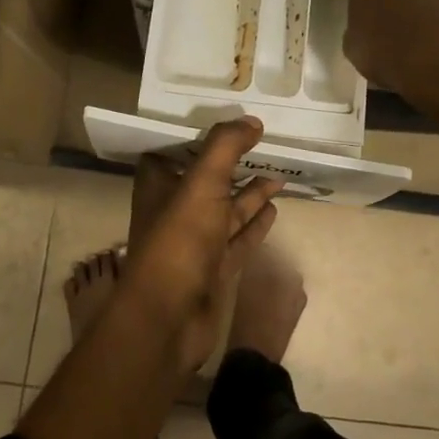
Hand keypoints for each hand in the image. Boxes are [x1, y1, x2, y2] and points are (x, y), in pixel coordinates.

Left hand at [124, 120, 282, 371]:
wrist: (169, 318)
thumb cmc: (179, 239)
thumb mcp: (202, 182)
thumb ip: (225, 147)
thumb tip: (252, 120)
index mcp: (160, 187)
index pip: (175, 151)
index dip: (197, 136)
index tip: (226, 122)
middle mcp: (175, 211)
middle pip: (207, 179)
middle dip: (232, 163)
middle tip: (262, 144)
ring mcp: (196, 242)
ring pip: (227, 209)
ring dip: (250, 192)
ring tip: (278, 174)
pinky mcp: (214, 268)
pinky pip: (239, 238)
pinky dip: (256, 222)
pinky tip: (275, 207)